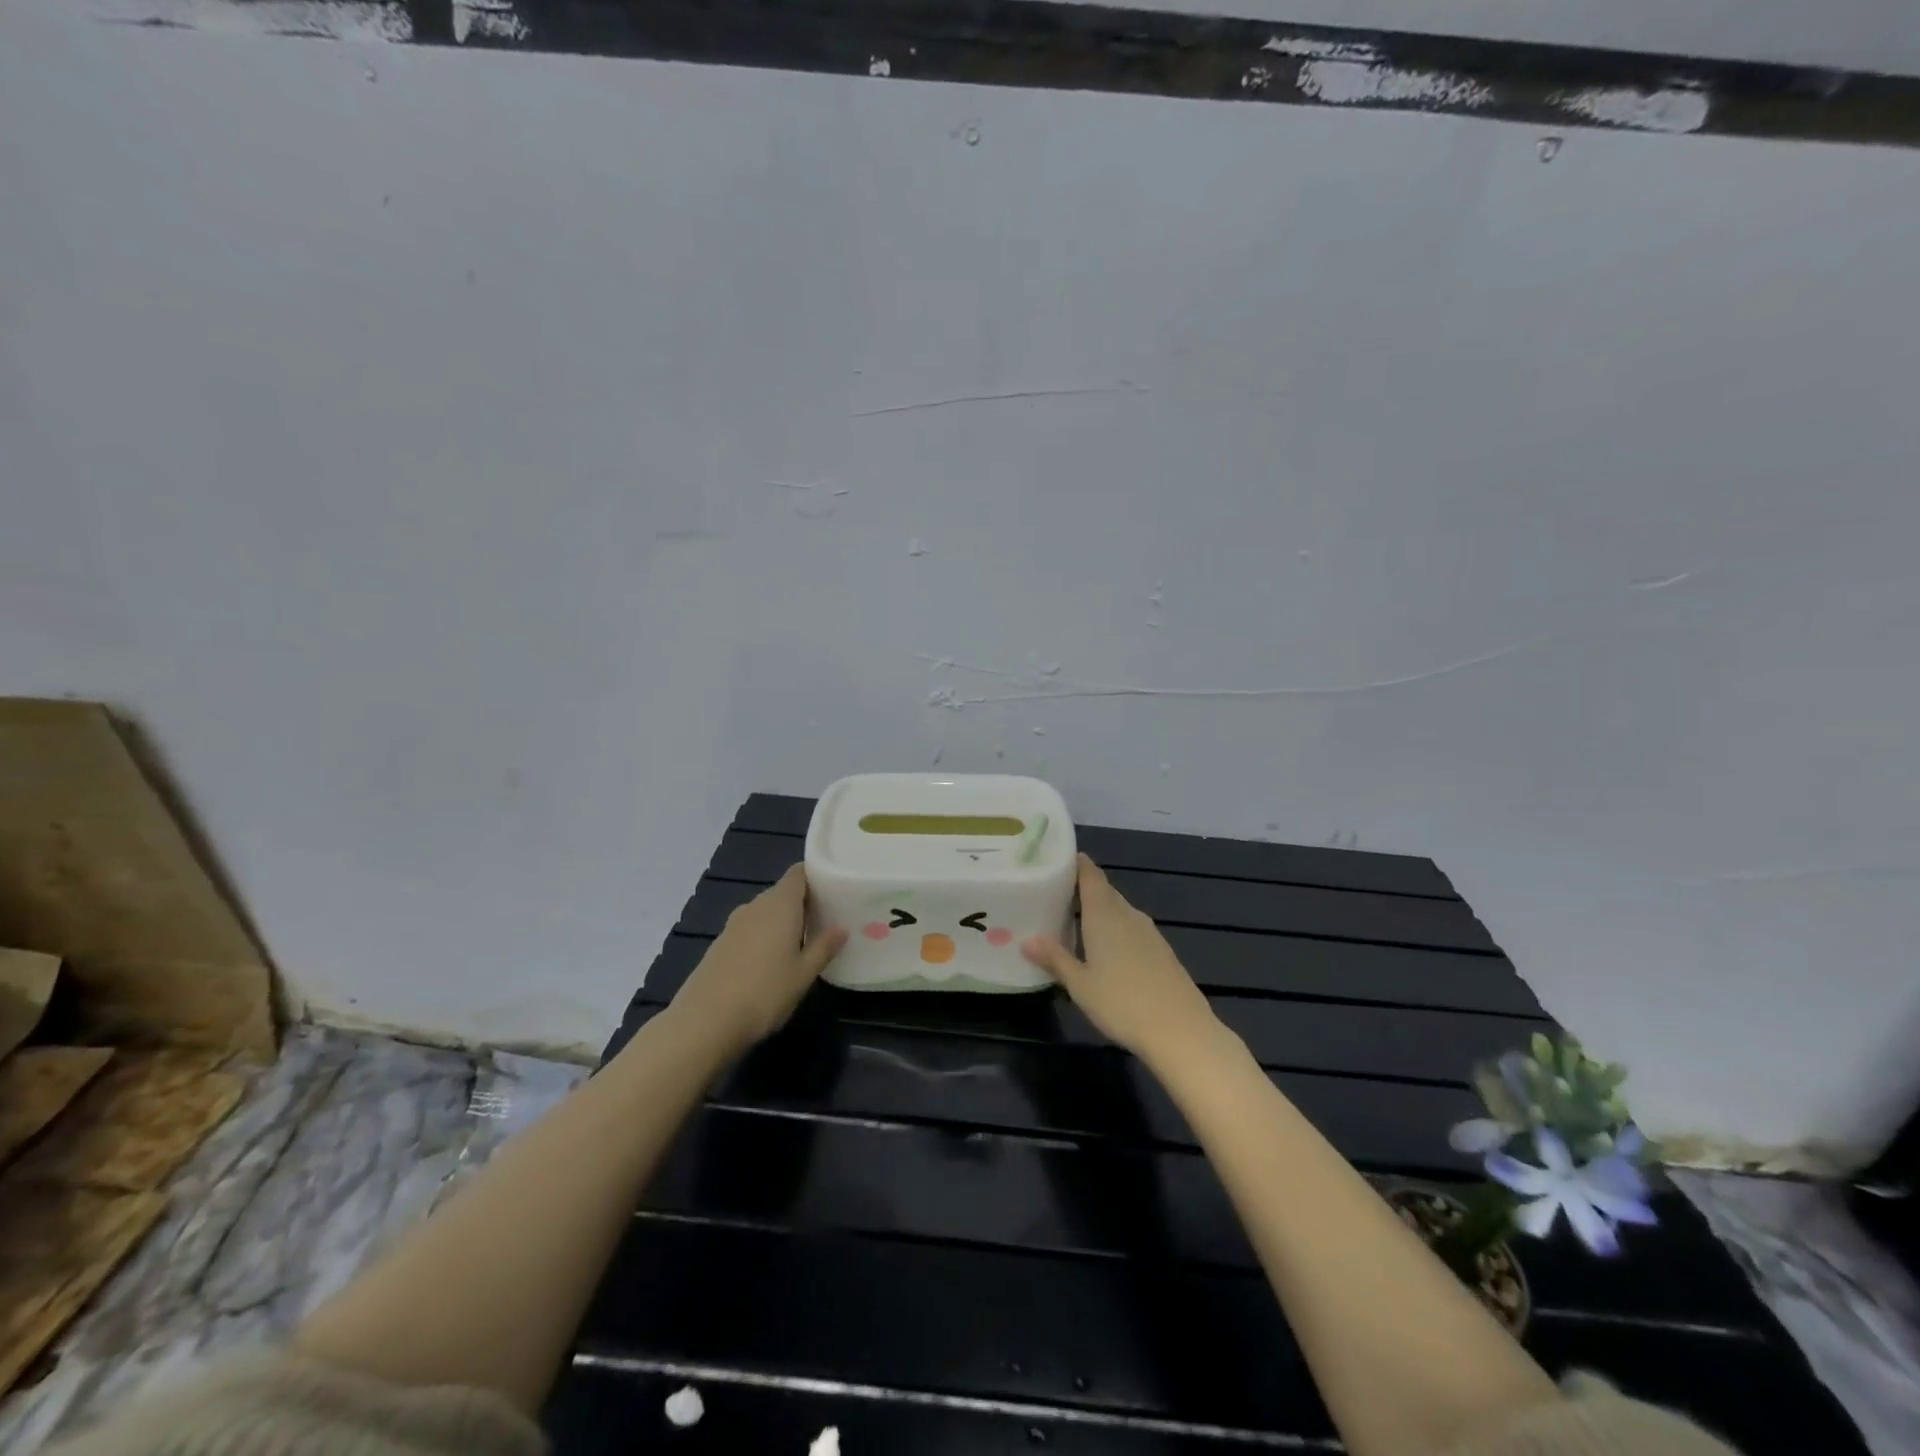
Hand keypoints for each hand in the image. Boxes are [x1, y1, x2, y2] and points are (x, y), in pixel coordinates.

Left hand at [669, 866, 846, 1053]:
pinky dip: (764, 936)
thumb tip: (841, 928)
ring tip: (802, 943)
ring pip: (766, 912)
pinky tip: (771, 962)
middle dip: (803, 903)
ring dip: (783, 922)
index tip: (834, 889)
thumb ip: (824, 947)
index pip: (799, 873)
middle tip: (825, 921)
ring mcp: (734, 924)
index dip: (816, 876)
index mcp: (780, 904)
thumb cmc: (764, 992)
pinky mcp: (720, 943)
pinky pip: (750, 929)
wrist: (704, 1022)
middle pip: (783, 892)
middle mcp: (756, 905)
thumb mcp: (803, 974)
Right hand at [1021, 854, 1222, 1066]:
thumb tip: (1027, 940)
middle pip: (1104, 891)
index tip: (1056, 859)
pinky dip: (1115, 928)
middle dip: (1082, 888)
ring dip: (1099, 910)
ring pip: (1119, 910)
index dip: (1075, 864)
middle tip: (1055, 893)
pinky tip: (1105, 948)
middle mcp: (1128, 915)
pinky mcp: (1161, 951)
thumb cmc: (1122, 1003)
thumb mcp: (1080, 984)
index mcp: (1104, 914)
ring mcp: (1149, 933)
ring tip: (1074, 920)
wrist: (1181, 1031)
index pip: (1090, 875)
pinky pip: (1132, 928)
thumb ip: (1055, 959)